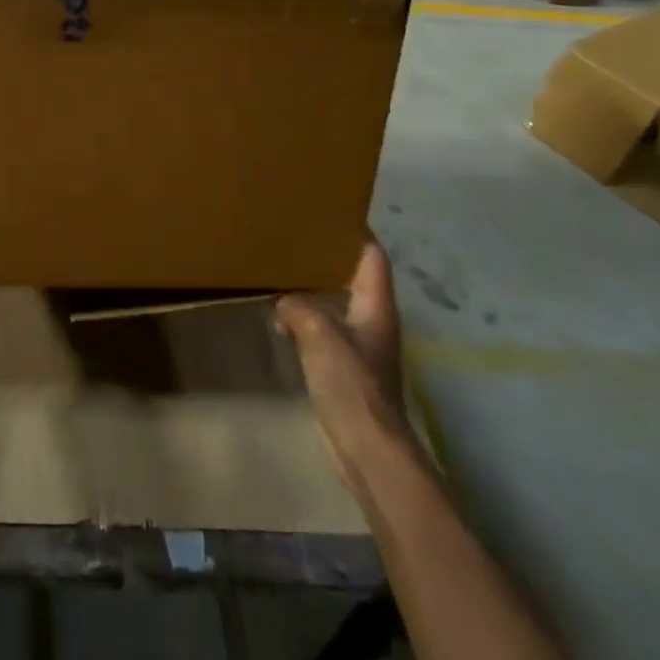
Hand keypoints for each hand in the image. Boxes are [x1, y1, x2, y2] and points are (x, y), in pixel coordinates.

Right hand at [276, 242, 406, 479]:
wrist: (366, 447)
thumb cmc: (351, 382)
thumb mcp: (319, 332)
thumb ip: (298, 307)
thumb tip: (283, 302)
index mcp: (376, 306)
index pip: (372, 257)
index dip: (355, 232)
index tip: (328, 212)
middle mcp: (373, 321)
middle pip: (354, 277)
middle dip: (328, 257)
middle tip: (295, 237)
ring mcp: (361, 346)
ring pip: (337, 304)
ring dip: (315, 289)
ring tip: (283, 271)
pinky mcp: (347, 369)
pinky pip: (326, 330)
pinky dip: (307, 318)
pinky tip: (283, 319)